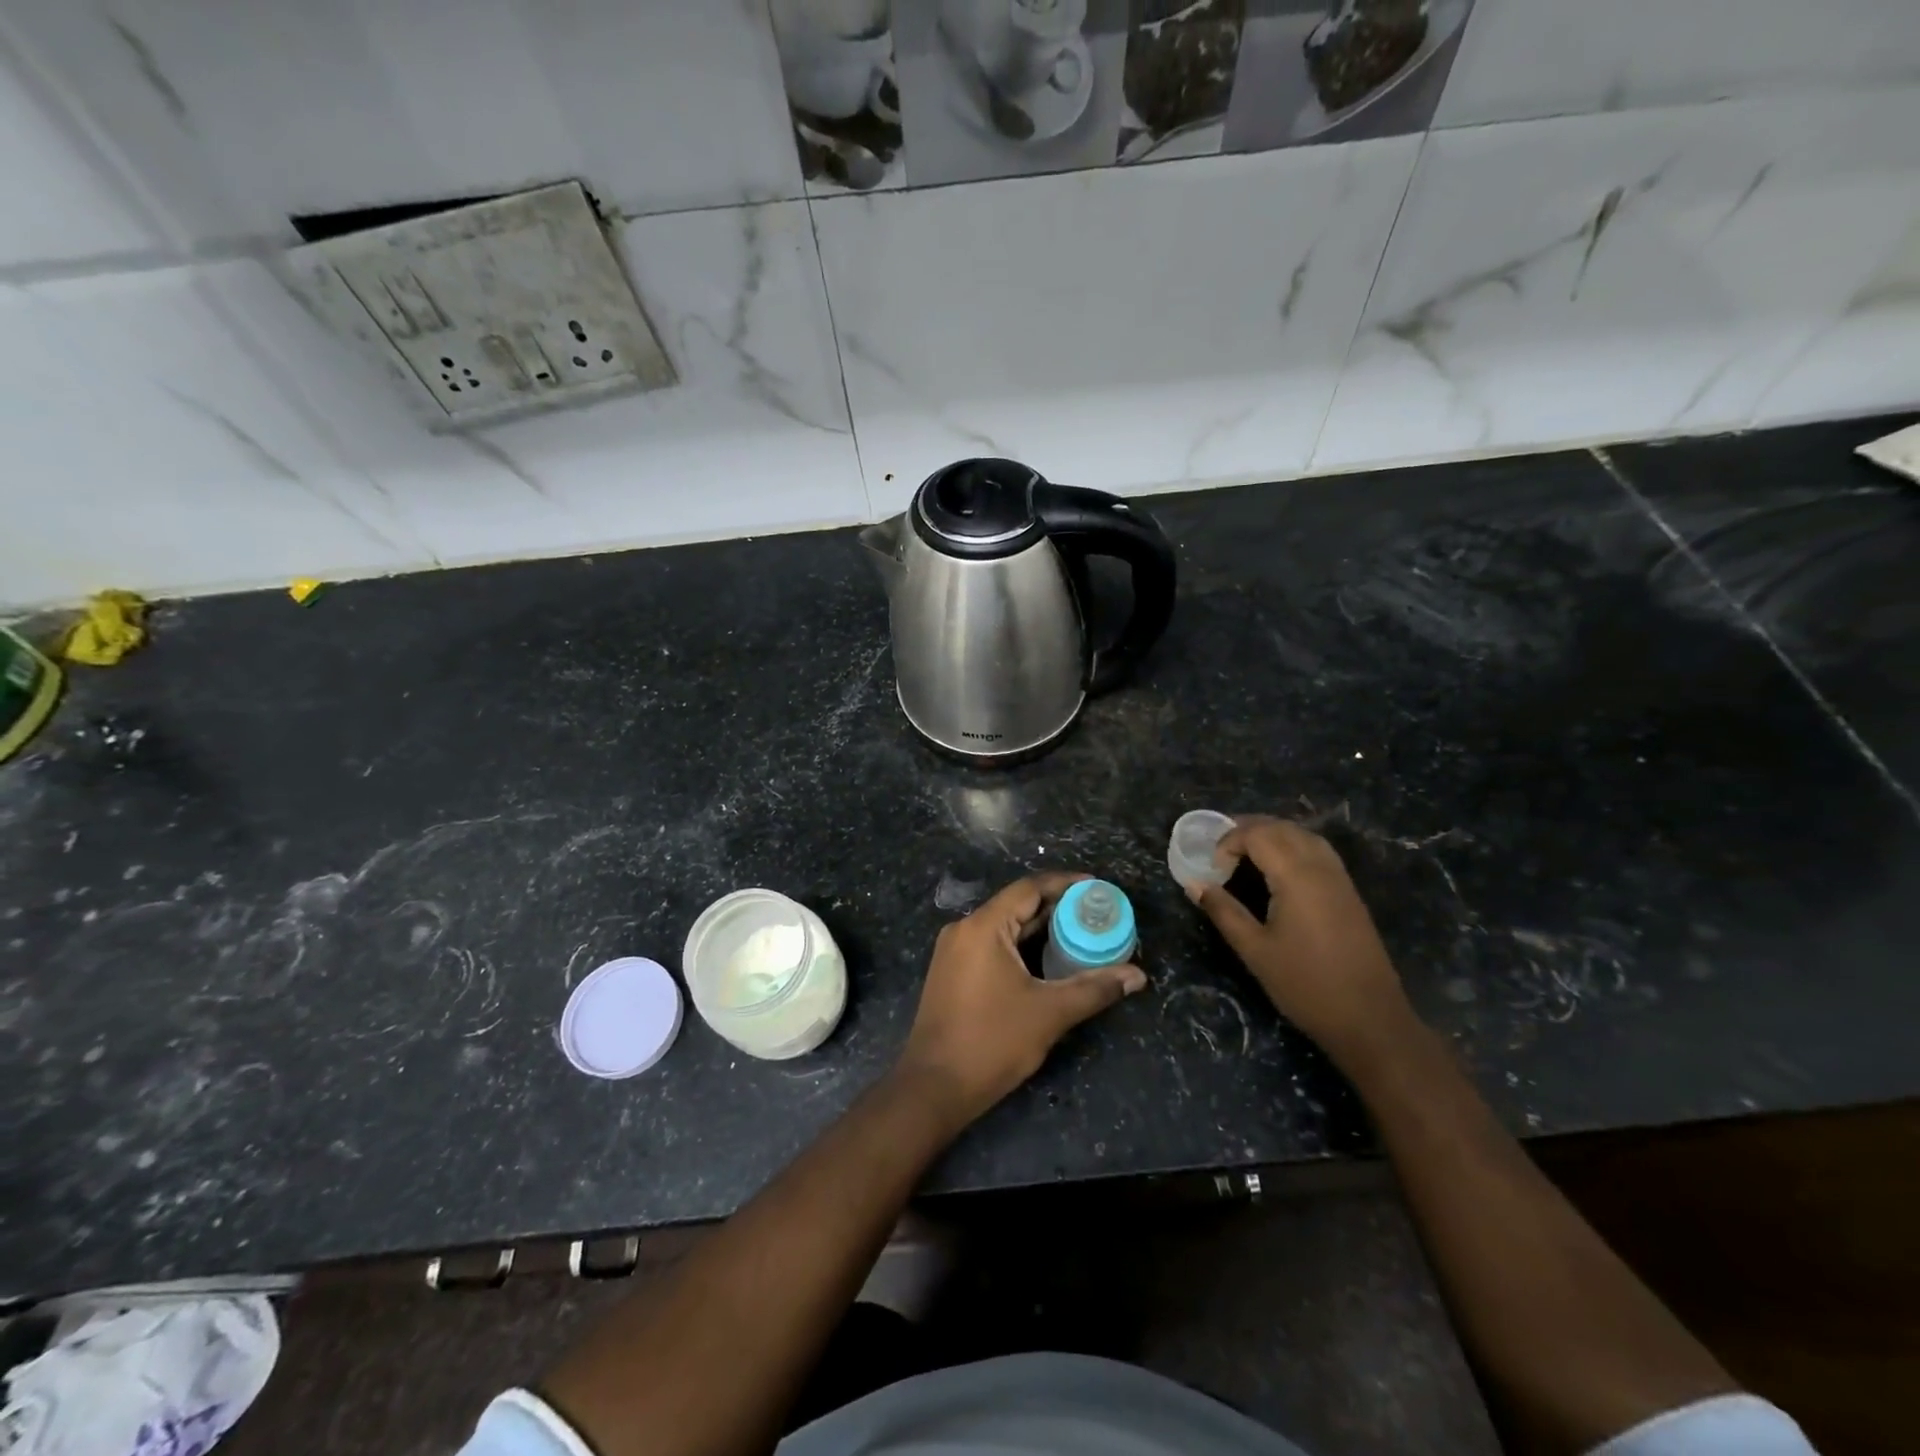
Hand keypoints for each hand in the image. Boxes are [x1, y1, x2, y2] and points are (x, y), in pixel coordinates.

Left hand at [896, 873, 1146, 1128]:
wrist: (933, 1087)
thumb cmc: (991, 1043)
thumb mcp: (1049, 1014)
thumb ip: (1094, 989)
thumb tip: (1137, 976)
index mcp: (983, 927)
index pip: (1029, 888)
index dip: (1065, 883)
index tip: (1097, 888)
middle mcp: (964, 929)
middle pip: (1017, 905)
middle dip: (1057, 908)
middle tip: (1096, 915)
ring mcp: (954, 951)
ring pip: (1004, 926)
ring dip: (1039, 929)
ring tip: (1080, 935)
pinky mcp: (952, 971)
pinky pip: (992, 944)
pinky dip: (1021, 946)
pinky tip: (1047, 960)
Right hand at [1192, 816, 1413, 1067]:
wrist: (1370, 1020)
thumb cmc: (1305, 985)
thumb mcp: (1254, 950)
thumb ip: (1223, 911)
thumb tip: (1194, 883)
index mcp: (1297, 876)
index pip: (1258, 835)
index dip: (1228, 841)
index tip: (1211, 868)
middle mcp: (1321, 867)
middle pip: (1281, 827)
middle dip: (1247, 830)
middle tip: (1219, 851)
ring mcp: (1340, 878)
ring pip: (1303, 835)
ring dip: (1271, 834)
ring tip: (1244, 854)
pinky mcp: (1349, 893)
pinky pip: (1318, 851)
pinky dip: (1292, 846)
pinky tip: (1277, 869)